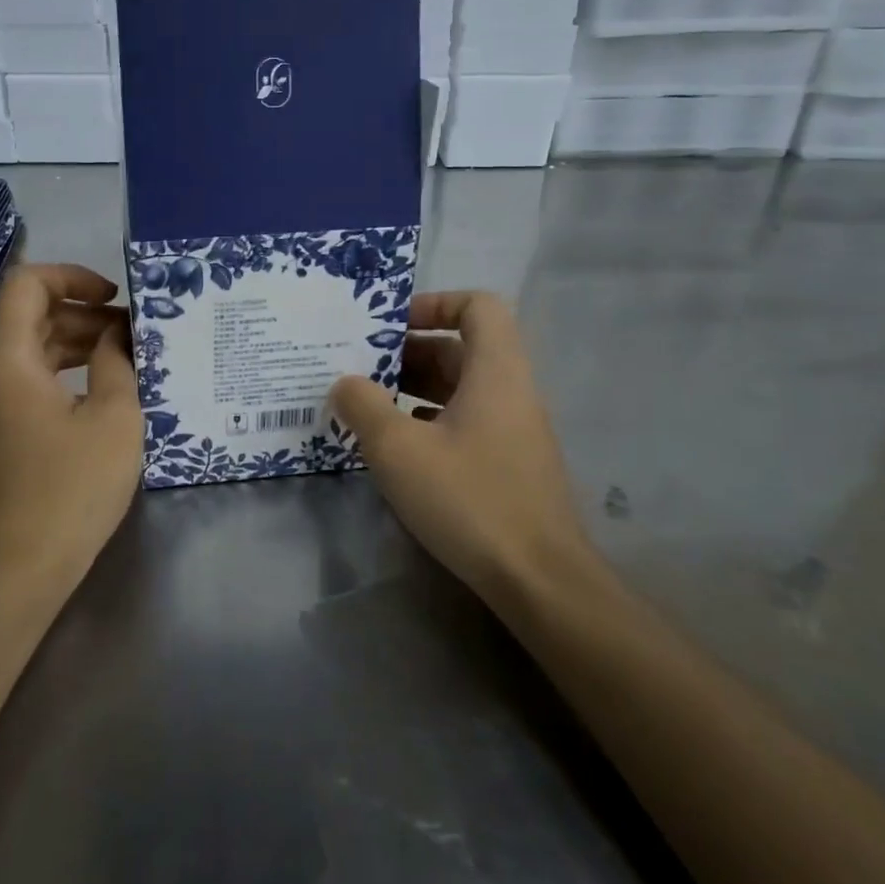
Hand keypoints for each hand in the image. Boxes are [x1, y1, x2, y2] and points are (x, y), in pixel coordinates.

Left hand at [0, 263, 143, 590]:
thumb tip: (116, 333)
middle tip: (134, 331)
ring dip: (76, 343)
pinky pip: (28, 380)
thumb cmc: (72, 486)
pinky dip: (63, 372)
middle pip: (29, 316)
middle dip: (83, 313)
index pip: (26, 285)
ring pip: (30, 349)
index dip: (72, 276)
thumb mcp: (113, 416)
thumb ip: (116, 361)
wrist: (20, 567)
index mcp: (6, 360)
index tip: (113, 296)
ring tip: (127, 356)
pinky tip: (103, 388)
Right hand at [330, 291, 600, 603]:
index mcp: (495, 371)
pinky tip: (397, 448)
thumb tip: (345, 383)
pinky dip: (430, 421)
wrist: (539, 580)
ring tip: (367, 406)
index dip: (434, 303)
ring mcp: (514, 431)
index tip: (391, 327)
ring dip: (414, 389)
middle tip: (360, 368)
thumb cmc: (469, 498)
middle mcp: (511, 391)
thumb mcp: (398, 449)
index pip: (478, 306)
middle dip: (408, 352)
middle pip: (461, 348)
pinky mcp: (510, 465)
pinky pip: (466, 422)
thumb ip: (363, 406)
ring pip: (461, 388)